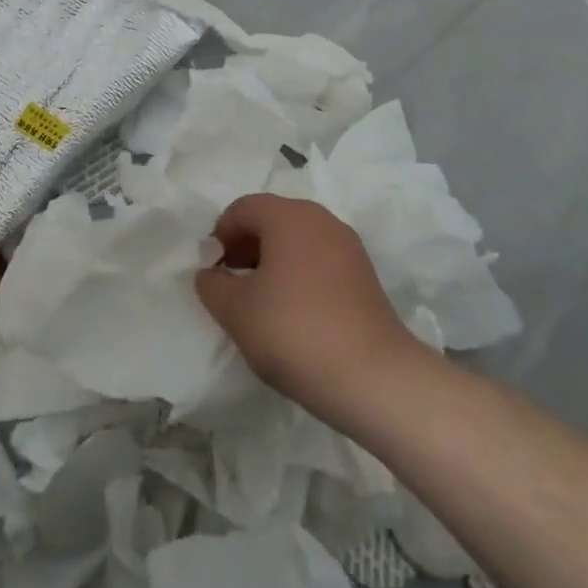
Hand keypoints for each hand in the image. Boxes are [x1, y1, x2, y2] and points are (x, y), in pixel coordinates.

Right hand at [196, 194, 415, 424]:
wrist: (375, 378)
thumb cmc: (295, 332)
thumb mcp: (236, 311)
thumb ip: (212, 284)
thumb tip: (211, 273)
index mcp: (287, 215)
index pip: (242, 209)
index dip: (220, 236)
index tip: (213, 273)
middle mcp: (320, 218)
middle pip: (271, 220)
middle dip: (246, 248)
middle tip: (232, 286)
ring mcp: (347, 246)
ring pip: (297, 241)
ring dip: (272, 263)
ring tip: (261, 304)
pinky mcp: (365, 275)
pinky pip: (319, 261)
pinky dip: (299, 276)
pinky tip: (294, 315)